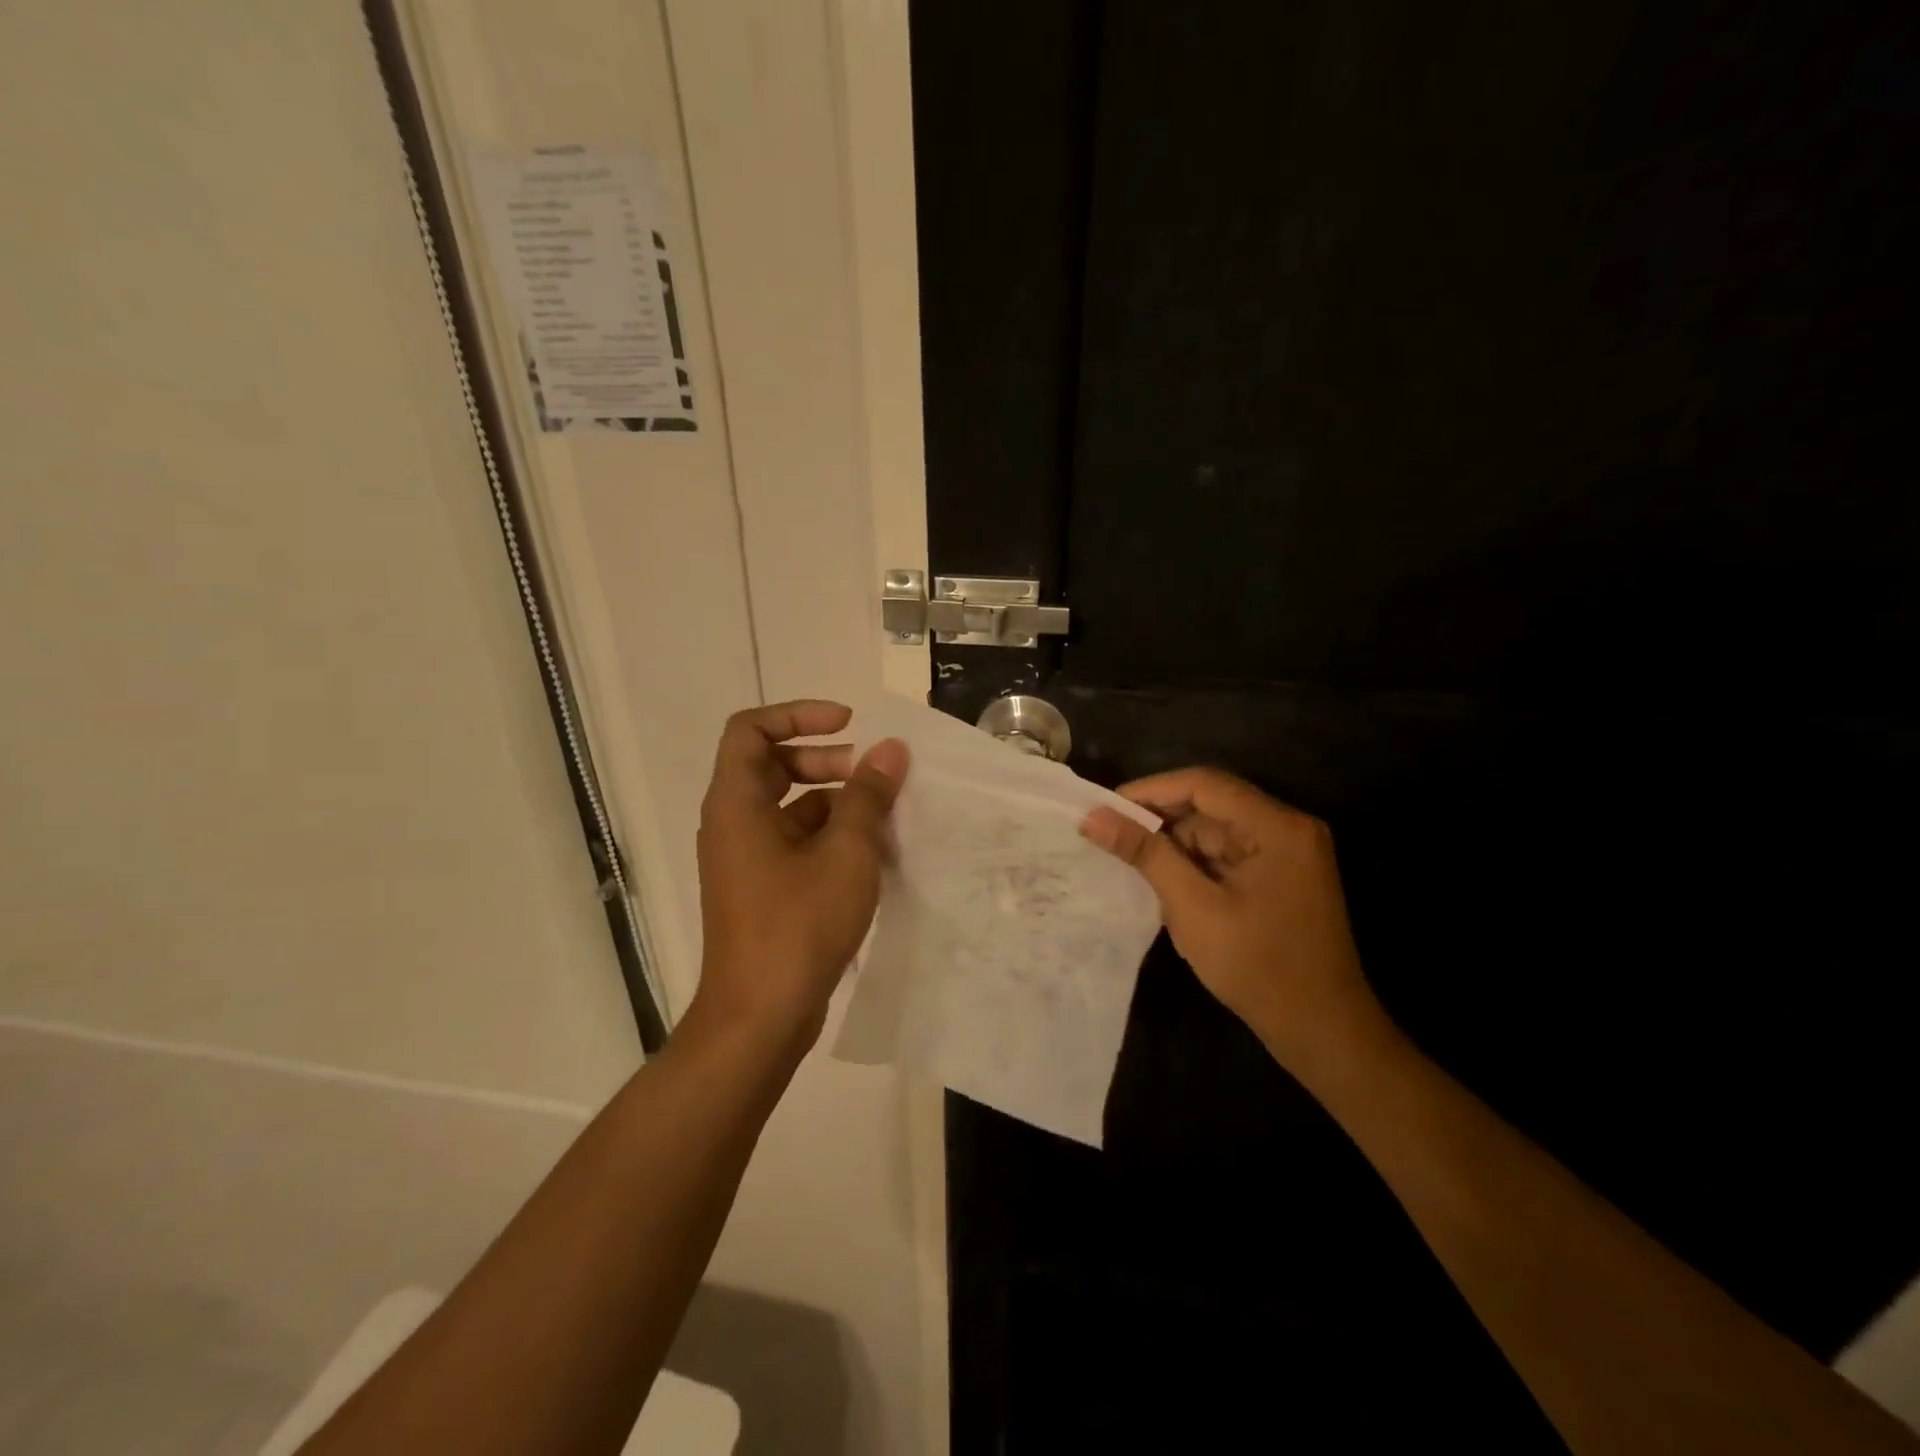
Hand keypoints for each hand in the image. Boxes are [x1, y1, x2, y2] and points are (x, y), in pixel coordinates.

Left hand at [690, 701, 908, 1054]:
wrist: (759, 1017)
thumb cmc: (798, 925)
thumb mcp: (845, 853)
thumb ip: (868, 795)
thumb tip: (891, 749)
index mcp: (736, 803)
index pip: (750, 729)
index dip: (798, 714)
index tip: (848, 725)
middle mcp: (732, 824)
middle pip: (770, 764)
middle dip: (824, 759)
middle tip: (870, 773)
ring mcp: (745, 859)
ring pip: (787, 806)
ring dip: (833, 799)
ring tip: (882, 815)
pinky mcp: (761, 889)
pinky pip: (793, 841)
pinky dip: (828, 835)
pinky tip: (870, 855)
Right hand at [1081, 768, 1384, 1078]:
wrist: (1322, 1032)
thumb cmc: (1258, 968)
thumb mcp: (1193, 908)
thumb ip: (1145, 855)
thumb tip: (1094, 818)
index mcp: (1277, 826)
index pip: (1204, 784)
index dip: (1150, 790)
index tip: (1105, 807)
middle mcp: (1287, 828)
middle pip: (1210, 806)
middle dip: (1160, 821)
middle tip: (1109, 837)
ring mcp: (1287, 853)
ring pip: (1215, 832)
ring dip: (1175, 847)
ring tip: (1131, 865)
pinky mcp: (1281, 876)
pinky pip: (1227, 855)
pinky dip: (1194, 866)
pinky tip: (1166, 885)